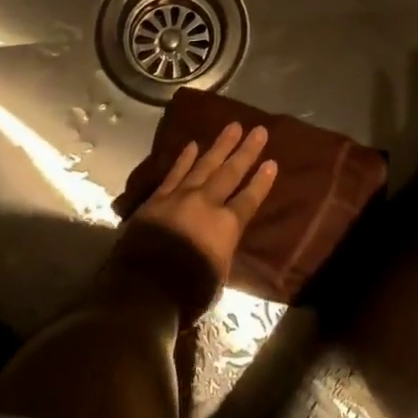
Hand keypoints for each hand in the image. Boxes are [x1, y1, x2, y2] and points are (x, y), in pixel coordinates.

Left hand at [112, 123, 277, 318]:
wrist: (144, 286)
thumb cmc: (187, 291)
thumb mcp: (218, 276)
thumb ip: (223, 249)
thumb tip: (223, 238)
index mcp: (226, 226)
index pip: (249, 199)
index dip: (261, 182)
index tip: (272, 162)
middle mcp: (207, 203)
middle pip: (230, 173)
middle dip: (246, 151)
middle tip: (259, 130)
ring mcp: (181, 196)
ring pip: (205, 164)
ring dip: (220, 145)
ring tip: (233, 126)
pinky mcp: (159, 197)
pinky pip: (175, 172)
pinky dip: (184, 158)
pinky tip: (192, 144)